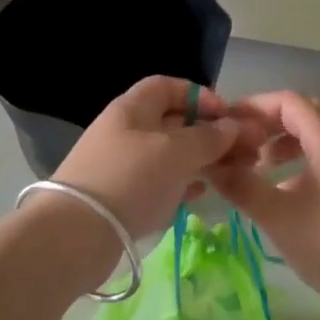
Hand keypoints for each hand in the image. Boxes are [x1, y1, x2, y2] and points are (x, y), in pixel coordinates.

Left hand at [53, 76, 250, 239]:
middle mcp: (126, 131)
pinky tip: (201, 193)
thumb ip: (208, 137)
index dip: (199, 95)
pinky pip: (159, 181)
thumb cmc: (130, 179)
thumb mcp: (176, 152)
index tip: (226, 115)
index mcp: (132, 108)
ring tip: (229, 172)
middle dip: (208, 132)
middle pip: (172, 121)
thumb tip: (232, 126)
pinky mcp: (122, 196)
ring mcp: (122, 165)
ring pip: (169, 154)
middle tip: (241, 150)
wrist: (77, 234)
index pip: (167, 86)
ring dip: (200, 159)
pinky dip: (182, 183)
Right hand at [206, 91, 319, 318]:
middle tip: (242, 142)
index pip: (289, 101)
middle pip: (305, 114)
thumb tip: (210, 164)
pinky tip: (283, 193)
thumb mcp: (277, 216)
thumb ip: (241, 186)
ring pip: (316, 138)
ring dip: (284, 143)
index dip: (255, 106)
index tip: (227, 123)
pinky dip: (299, 163)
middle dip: (269, 122)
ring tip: (259, 167)